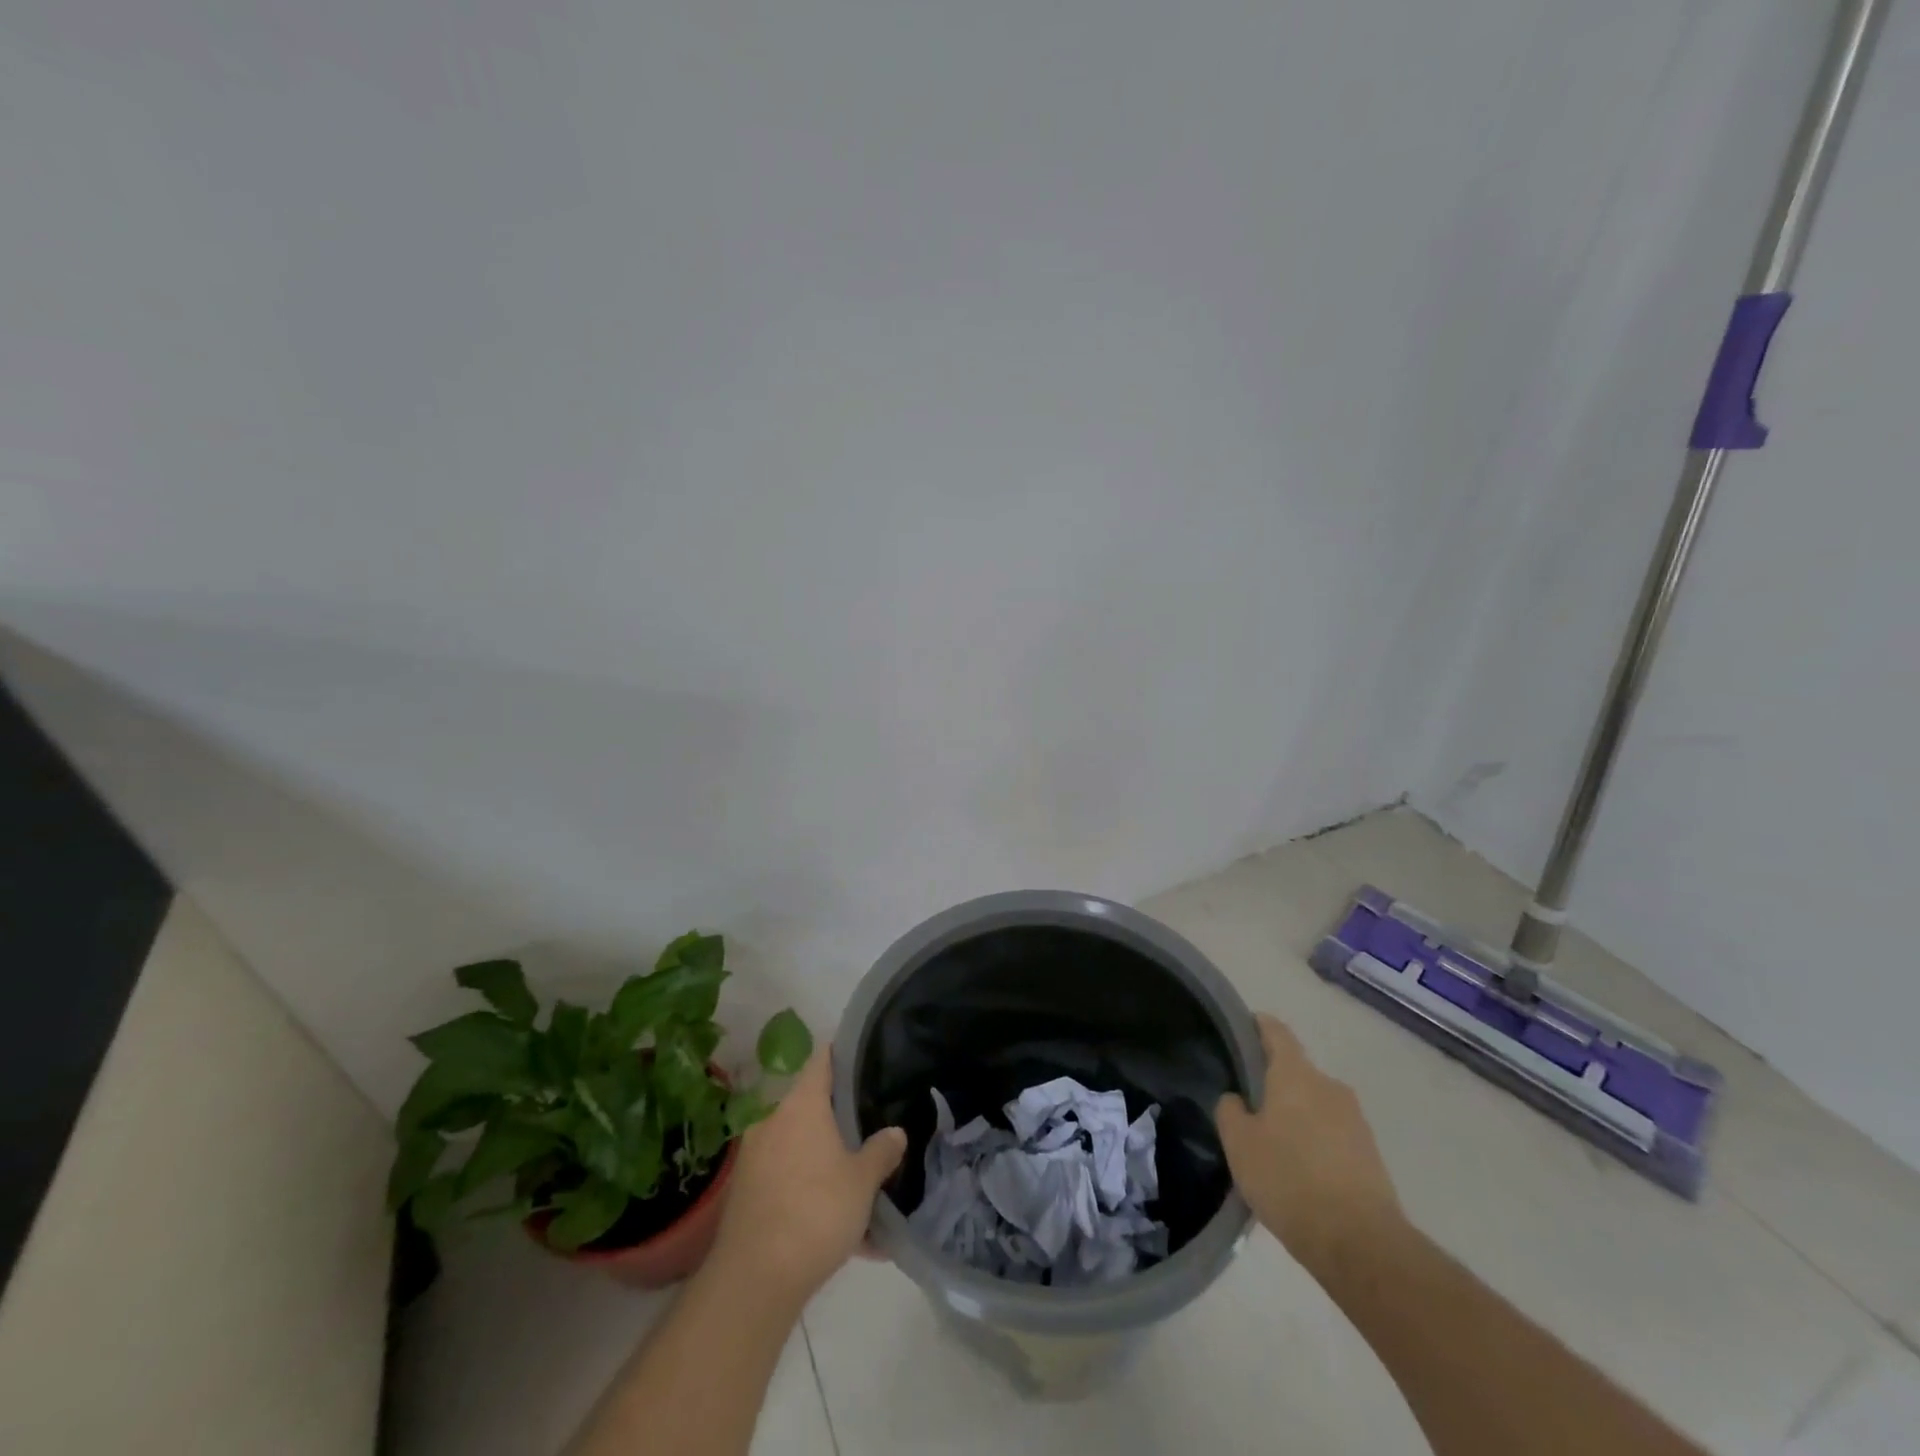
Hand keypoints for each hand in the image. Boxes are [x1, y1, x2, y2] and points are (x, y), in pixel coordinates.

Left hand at [708, 1047, 906, 1307]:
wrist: (754, 1281)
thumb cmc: (815, 1212)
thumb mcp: (863, 1182)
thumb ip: (881, 1151)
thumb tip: (894, 1132)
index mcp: (801, 1104)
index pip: (823, 1059)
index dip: (845, 1054)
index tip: (868, 1058)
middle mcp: (774, 1120)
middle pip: (813, 1106)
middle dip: (842, 1121)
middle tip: (873, 1130)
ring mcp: (756, 1158)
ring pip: (803, 1149)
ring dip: (829, 1166)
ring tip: (863, 1192)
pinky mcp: (748, 1194)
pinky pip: (789, 1182)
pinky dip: (813, 1196)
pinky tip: (844, 1233)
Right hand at [1216, 1013, 1403, 1274]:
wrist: (1361, 1243)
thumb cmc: (1288, 1179)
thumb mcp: (1239, 1143)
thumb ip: (1230, 1111)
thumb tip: (1237, 1099)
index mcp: (1295, 1073)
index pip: (1275, 1031)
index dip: (1256, 1025)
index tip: (1239, 1031)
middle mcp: (1329, 1086)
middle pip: (1296, 1071)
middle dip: (1273, 1083)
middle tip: (1248, 1106)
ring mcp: (1356, 1120)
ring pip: (1316, 1105)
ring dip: (1296, 1116)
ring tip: (1274, 1145)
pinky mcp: (1372, 1155)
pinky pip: (1334, 1135)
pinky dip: (1316, 1143)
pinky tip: (1300, 1173)